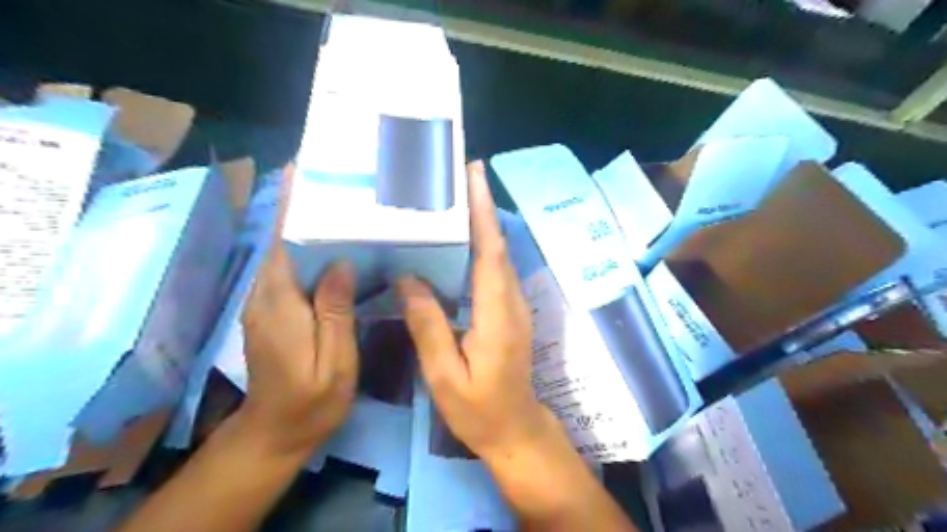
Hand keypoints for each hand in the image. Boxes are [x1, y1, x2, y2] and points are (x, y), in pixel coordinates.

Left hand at [240, 168, 360, 458]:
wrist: (277, 431)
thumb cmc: (312, 400)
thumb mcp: (335, 359)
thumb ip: (335, 310)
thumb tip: (340, 262)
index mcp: (280, 303)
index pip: (282, 242)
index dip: (289, 205)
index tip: (298, 170)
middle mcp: (264, 295)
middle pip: (281, 240)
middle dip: (301, 207)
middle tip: (336, 181)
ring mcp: (264, 303)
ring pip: (283, 253)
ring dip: (304, 225)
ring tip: (338, 203)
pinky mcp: (271, 311)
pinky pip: (288, 270)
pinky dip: (306, 249)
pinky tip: (332, 245)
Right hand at [395, 159, 555, 461]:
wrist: (516, 429)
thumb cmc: (479, 409)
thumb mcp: (445, 374)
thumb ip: (428, 325)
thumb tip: (408, 278)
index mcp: (496, 314)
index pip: (490, 252)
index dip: (483, 213)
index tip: (474, 178)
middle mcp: (511, 301)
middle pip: (497, 246)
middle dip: (483, 207)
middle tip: (462, 173)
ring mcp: (514, 306)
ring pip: (498, 255)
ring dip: (483, 223)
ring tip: (459, 197)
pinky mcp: (510, 311)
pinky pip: (495, 270)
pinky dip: (483, 246)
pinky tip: (464, 239)